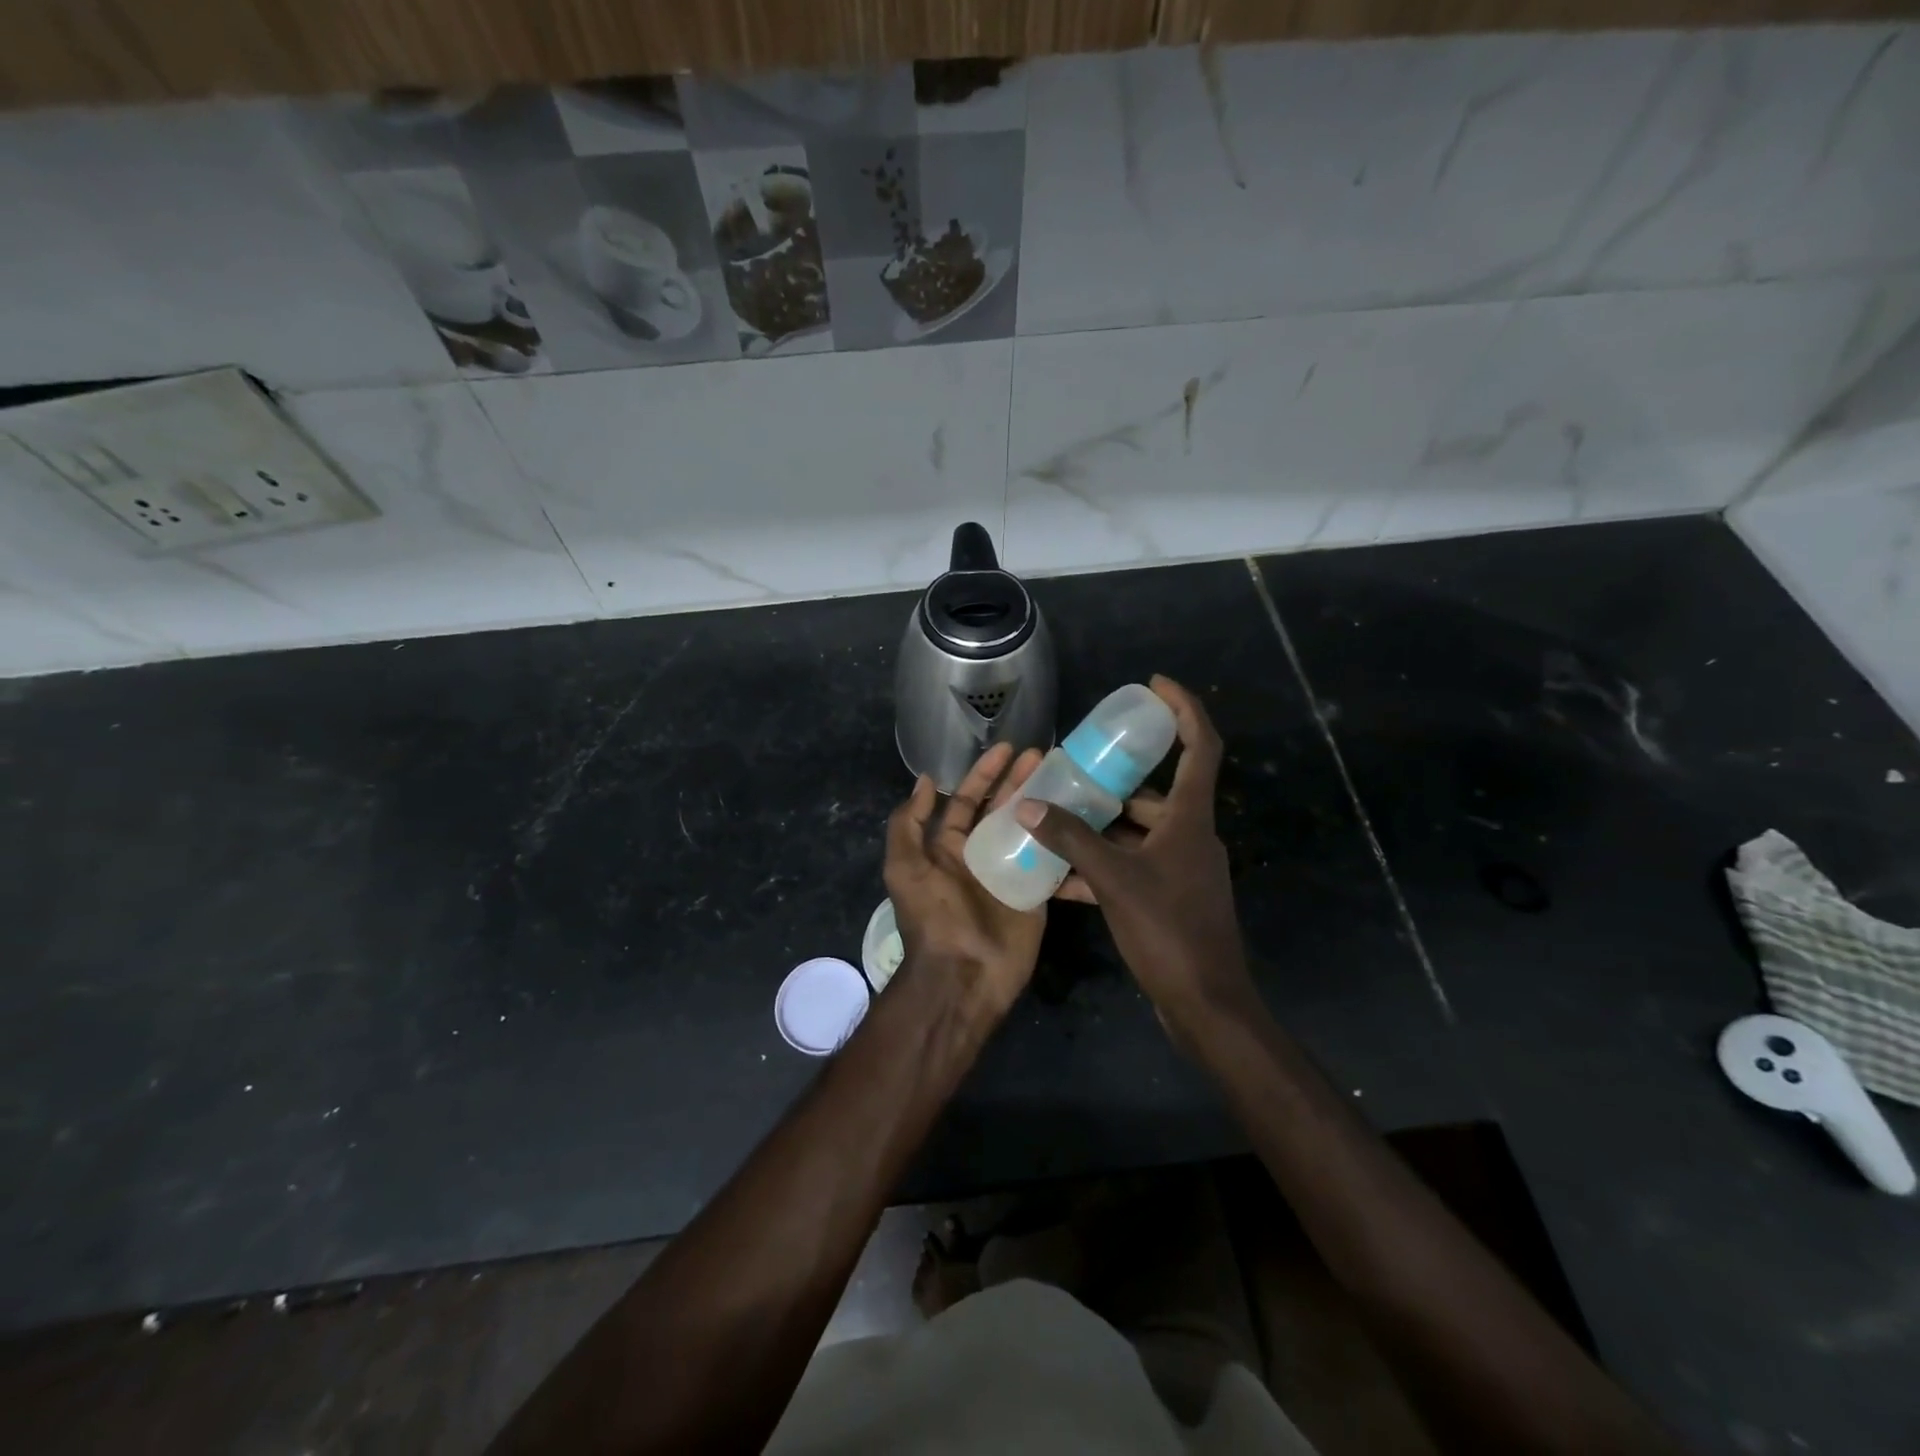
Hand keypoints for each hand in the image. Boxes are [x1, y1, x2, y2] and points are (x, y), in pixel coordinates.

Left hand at [884, 741, 1046, 1017]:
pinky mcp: (1036, 892)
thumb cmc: (933, 917)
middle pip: (1001, 808)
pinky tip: (1083, 818)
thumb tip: (923, 780)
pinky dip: (1065, 843)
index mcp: (948, 847)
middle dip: (1019, 780)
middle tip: (1044, 755)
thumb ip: (908, 824)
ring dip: (1045, 803)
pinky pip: (1052, 862)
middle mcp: (980, 854)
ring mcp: (1010, 872)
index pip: (966, 800)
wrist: (963, 975)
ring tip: (1067, 778)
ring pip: (1030, 828)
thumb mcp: (905, 868)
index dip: (984, 773)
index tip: (1008, 749)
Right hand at [1014, 676, 1254, 1029]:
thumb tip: (1027, 805)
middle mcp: (1190, 836)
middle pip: (1155, 793)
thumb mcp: (1113, 879)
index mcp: (1191, 819)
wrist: (1205, 1004)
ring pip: (1137, 833)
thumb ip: (1070, 840)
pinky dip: (1100, 866)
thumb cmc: (1169, 930)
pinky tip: (1059, 876)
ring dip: (1099, 827)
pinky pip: (1130, 868)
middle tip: (1073, 769)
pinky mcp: (1168, 898)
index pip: (1200, 746)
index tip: (1153, 686)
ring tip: (1054, 818)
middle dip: (1113, 780)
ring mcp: (1181, 869)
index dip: (1183, 709)